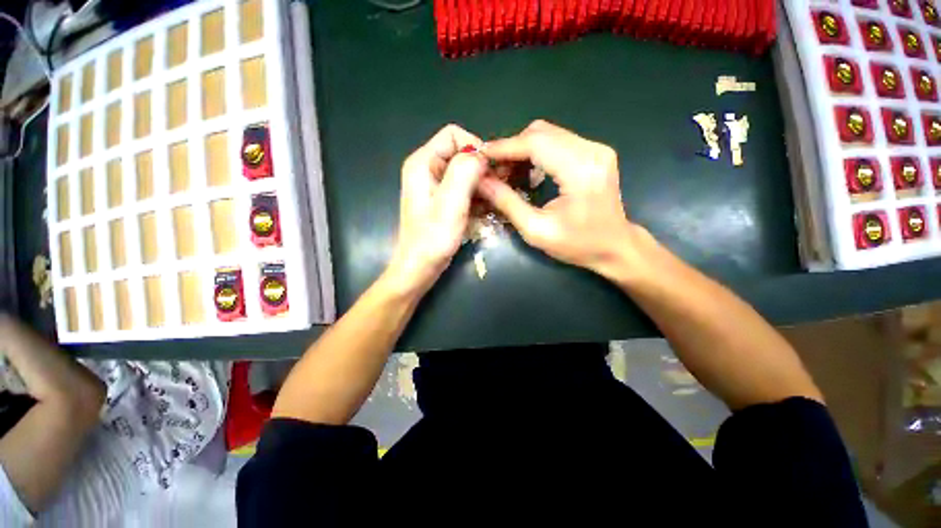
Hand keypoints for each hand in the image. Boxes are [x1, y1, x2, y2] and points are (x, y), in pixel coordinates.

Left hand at [386, 124, 487, 293]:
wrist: (420, 267)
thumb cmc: (432, 239)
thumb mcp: (450, 204)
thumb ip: (464, 171)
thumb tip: (481, 155)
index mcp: (423, 162)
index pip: (454, 135)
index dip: (475, 148)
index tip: (489, 171)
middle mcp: (427, 169)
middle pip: (461, 153)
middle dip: (481, 168)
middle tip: (496, 189)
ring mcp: (435, 185)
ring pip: (465, 172)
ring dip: (482, 184)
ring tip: (493, 201)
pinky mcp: (442, 200)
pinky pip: (464, 188)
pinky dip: (476, 195)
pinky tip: (485, 209)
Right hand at [478, 120, 652, 281]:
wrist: (616, 247)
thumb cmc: (578, 245)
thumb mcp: (536, 230)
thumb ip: (507, 203)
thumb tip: (481, 182)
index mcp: (580, 170)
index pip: (535, 143)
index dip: (504, 148)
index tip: (480, 156)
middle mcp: (591, 150)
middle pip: (541, 132)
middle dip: (511, 148)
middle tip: (494, 170)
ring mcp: (595, 148)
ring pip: (548, 134)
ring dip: (522, 149)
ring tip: (507, 172)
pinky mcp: (594, 152)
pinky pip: (558, 141)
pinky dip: (537, 152)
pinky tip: (527, 171)